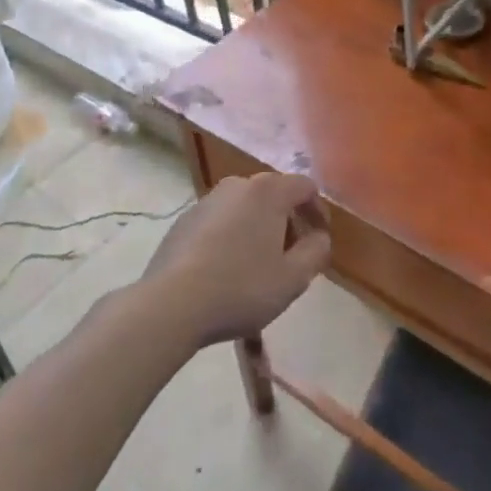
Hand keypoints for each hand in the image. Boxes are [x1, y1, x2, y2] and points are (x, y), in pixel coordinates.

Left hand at [139, 173, 331, 346]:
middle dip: (288, 220)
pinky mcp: (184, 220)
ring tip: (258, 265)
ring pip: (245, 207)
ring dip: (258, 228)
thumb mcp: (293, 278)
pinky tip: (226, 269)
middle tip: (291, 254)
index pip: (305, 187)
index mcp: (268, 191)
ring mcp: (207, 200)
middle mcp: (237, 185)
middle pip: (273, 194)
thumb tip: (319, 237)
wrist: (171, 304)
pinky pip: (220, 221)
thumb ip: (316, 251)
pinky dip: (231, 236)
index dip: (318, 211)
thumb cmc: (241, 288)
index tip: (320, 238)